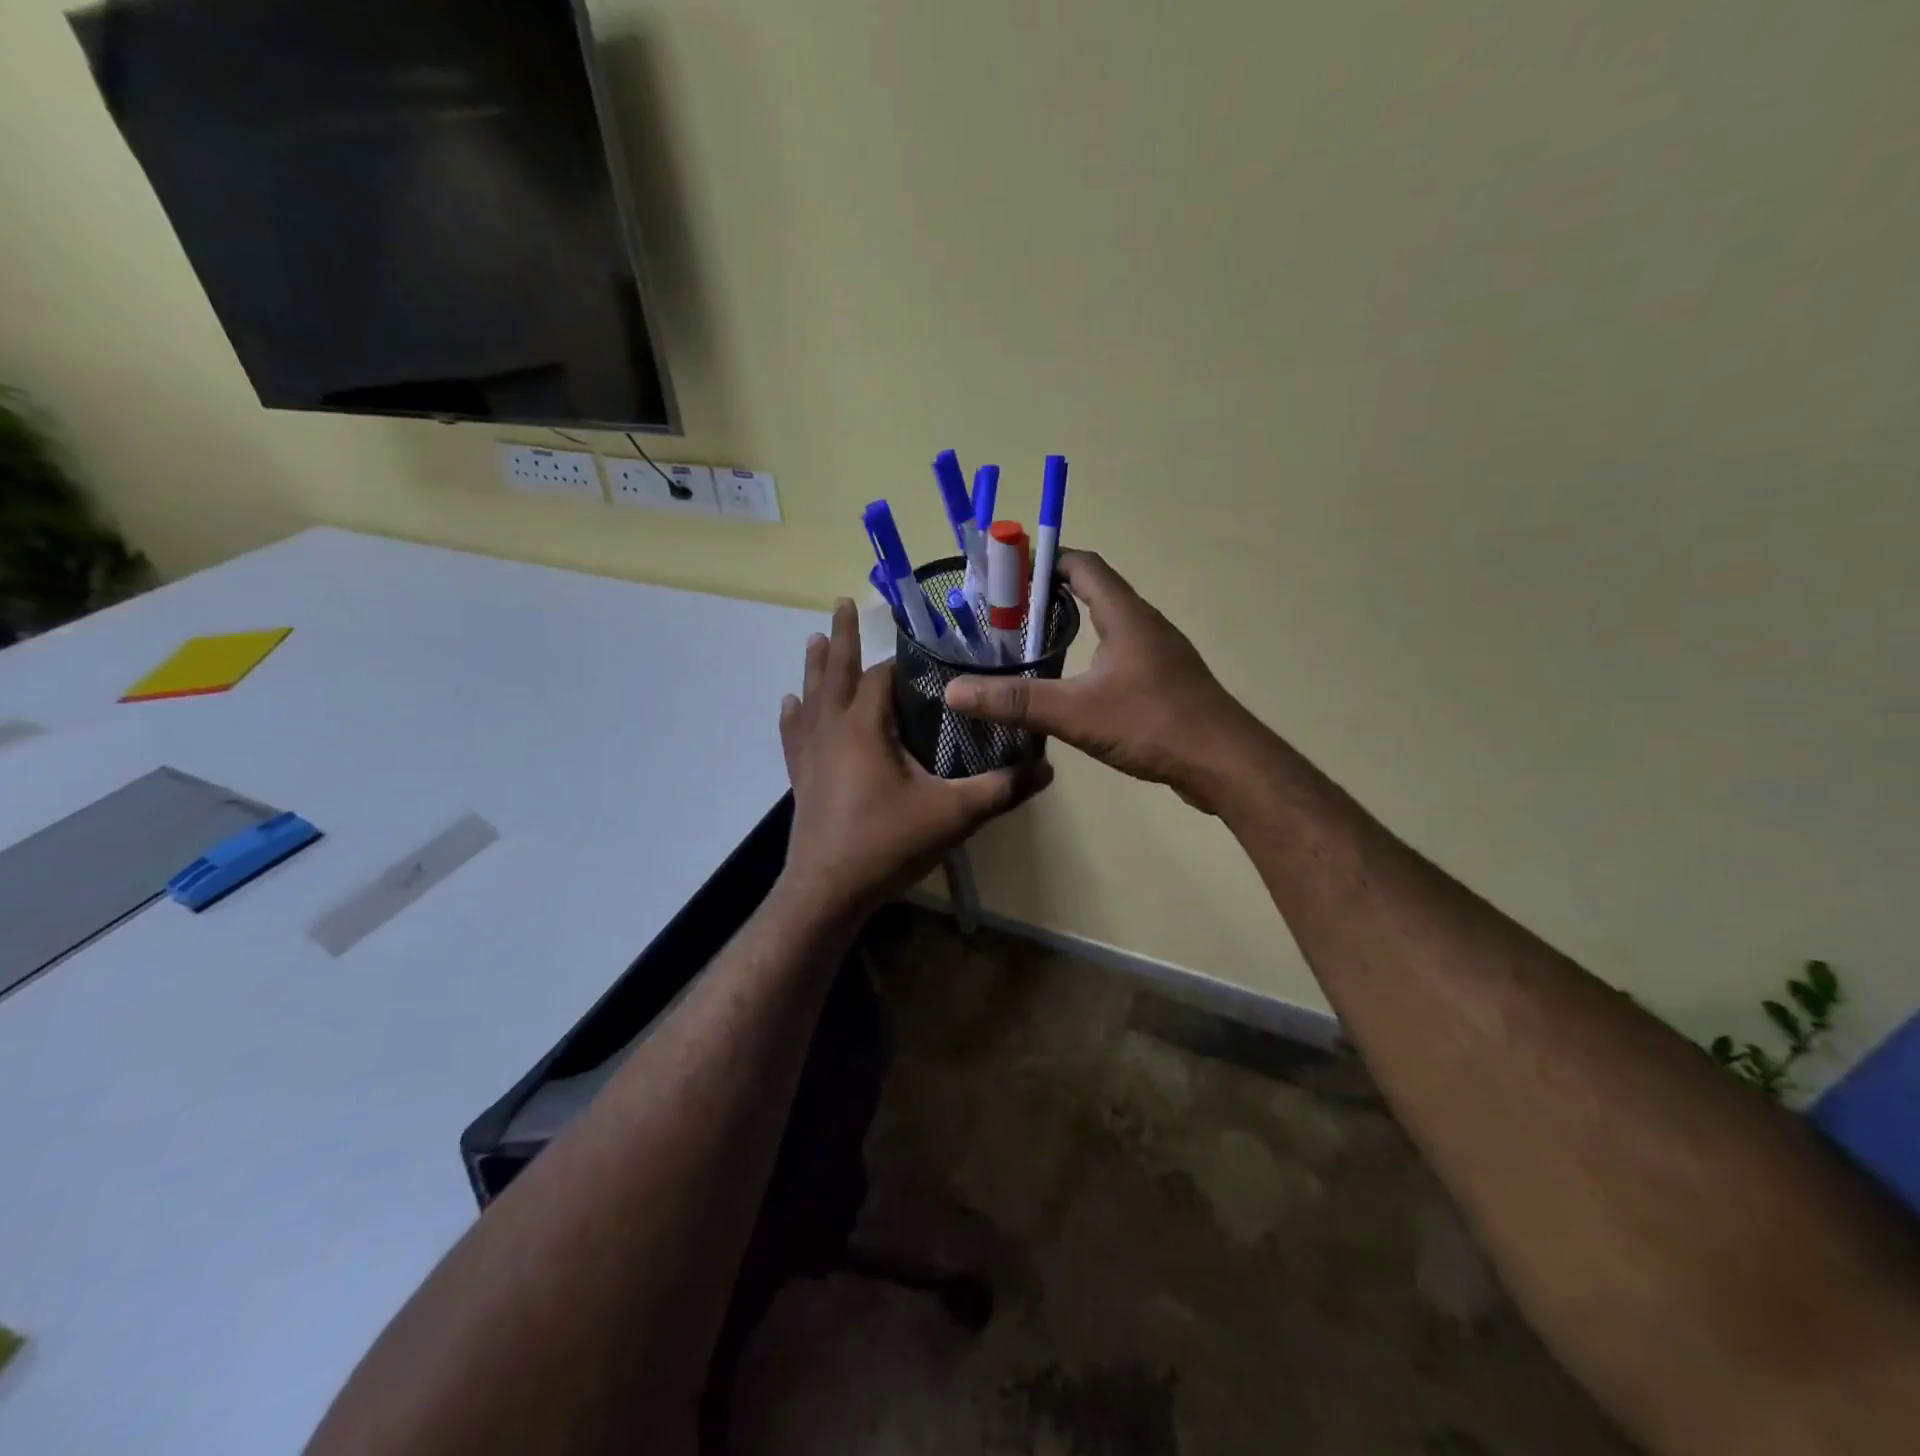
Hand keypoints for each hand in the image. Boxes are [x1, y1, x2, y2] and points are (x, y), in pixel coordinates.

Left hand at [778, 600, 1052, 921]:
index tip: (925, 650)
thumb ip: (1000, 789)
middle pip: (837, 672)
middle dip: (843, 637)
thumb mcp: (953, 816)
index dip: (904, 662)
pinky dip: (794, 714)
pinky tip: (790, 703)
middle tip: (844, 602)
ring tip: (817, 637)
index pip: (883, 677)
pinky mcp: (801, 776)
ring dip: (816, 666)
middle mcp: (832, 729)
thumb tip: (1047, 769)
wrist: (828, 891)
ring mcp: (811, 753)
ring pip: (812, 696)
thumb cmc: (887, 844)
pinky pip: (795, 733)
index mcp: (865, 726)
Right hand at [943, 551, 1261, 812]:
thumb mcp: (1075, 713)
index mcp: (1126, 615)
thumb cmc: (1152, 724)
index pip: (1083, 566)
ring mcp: (1160, 654)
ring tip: (1032, 645)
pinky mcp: (1166, 682)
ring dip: (1073, 625)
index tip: (1007, 573)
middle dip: (1049, 596)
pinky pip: (1122, 653)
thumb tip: (954, 691)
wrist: (1224, 764)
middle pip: (1095, 591)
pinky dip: (1092, 654)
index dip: (1045, 561)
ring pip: (1109, 625)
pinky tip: (1074, 683)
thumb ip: (1015, 701)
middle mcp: (1146, 624)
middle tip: (1007, 615)